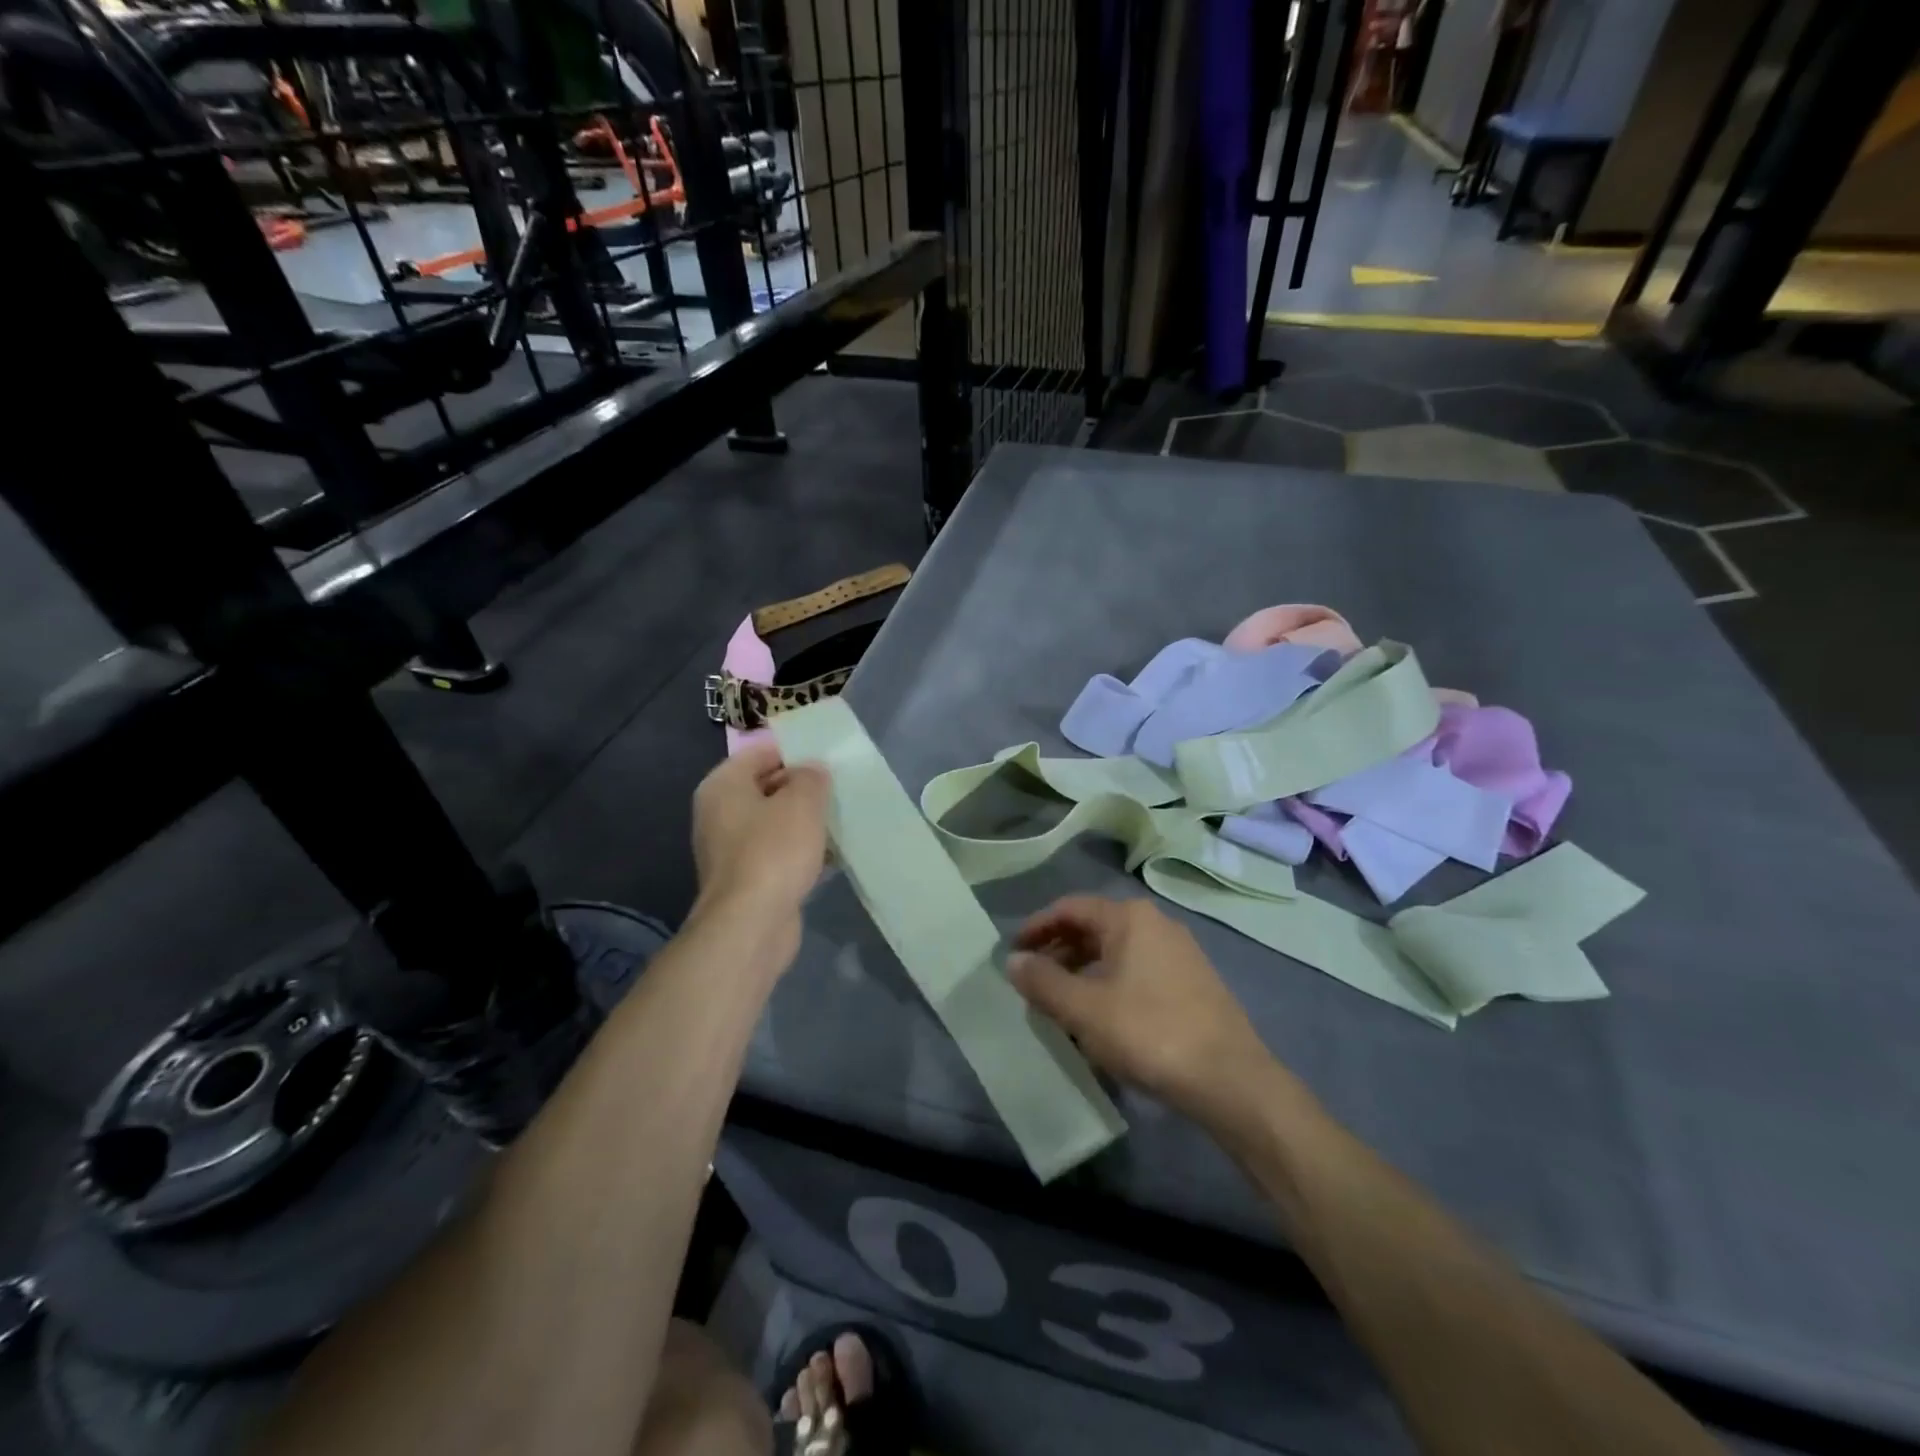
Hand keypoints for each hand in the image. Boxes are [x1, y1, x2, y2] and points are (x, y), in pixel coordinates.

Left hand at [690, 742, 829, 944]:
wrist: (751, 925)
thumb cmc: (773, 852)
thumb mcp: (802, 802)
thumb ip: (811, 777)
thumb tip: (812, 771)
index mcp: (723, 786)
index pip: (760, 752)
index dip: (795, 751)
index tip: (828, 758)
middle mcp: (719, 813)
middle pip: (767, 787)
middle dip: (803, 787)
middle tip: (839, 787)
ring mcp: (731, 849)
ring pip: (775, 822)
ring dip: (805, 821)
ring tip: (841, 818)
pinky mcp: (747, 878)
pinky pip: (778, 852)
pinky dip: (801, 850)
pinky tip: (832, 854)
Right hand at [1007, 896, 1279, 1126]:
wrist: (1230, 1079)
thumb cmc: (1149, 1033)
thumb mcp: (1084, 1009)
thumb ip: (1043, 981)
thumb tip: (1013, 960)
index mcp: (1130, 918)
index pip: (1070, 908)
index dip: (1037, 927)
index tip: (1014, 951)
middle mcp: (1156, 924)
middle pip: (1095, 927)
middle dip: (1060, 950)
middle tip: (1033, 980)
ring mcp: (1179, 952)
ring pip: (1117, 951)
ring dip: (1083, 970)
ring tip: (1061, 1001)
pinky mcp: (1193, 982)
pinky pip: (1137, 970)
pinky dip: (1109, 983)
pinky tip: (1101, 1016)